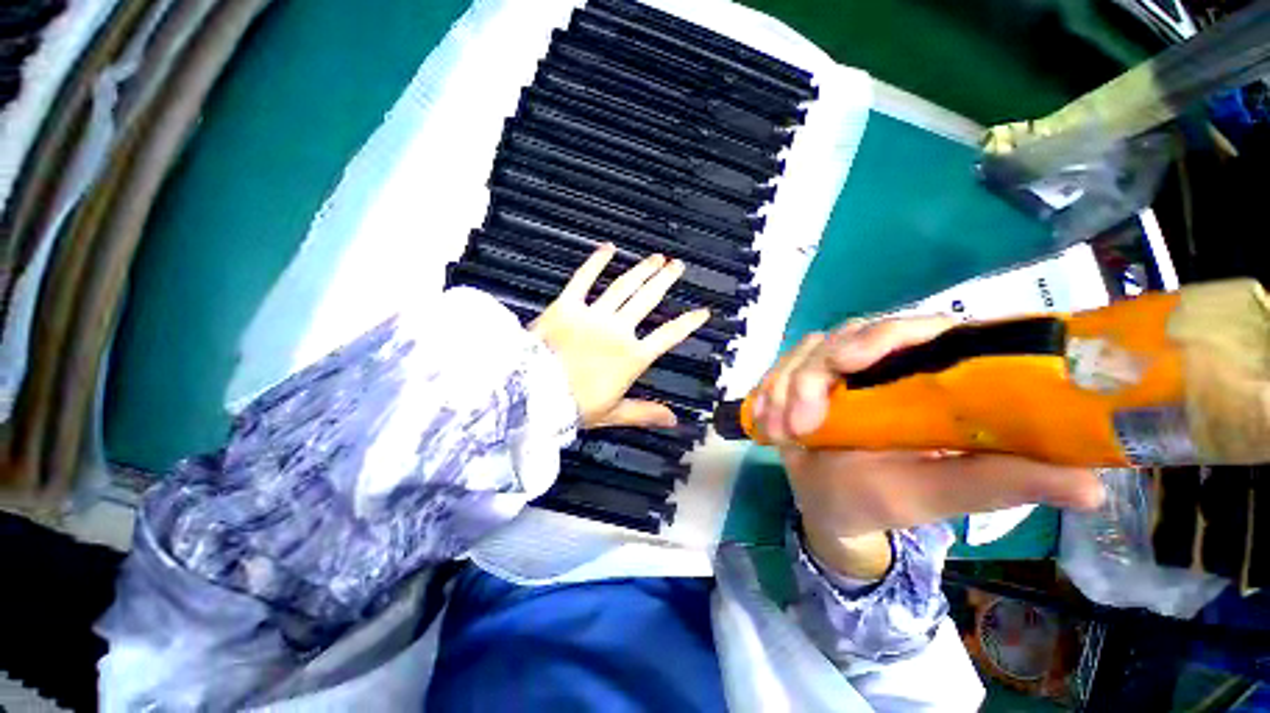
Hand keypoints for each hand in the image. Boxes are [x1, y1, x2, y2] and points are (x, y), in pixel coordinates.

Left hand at [531, 244, 709, 428]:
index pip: (669, 335)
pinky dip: (595, 262)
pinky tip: (607, 248)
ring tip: (656, 258)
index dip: (688, 323)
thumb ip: (645, 413)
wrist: (533, 394)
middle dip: (665, 281)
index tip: (702, 312)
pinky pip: (583, 279)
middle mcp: (618, 331)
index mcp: (632, 357)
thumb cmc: (574, 407)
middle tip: (678, 266)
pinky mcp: (567, 307)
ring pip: (624, 287)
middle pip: (648, 300)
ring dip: (642, 270)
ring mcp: (593, 316)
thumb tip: (672, 420)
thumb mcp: (613, 413)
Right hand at [756, 317, 1105, 576]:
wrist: (828, 502)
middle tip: (800, 424)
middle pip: (848, 335)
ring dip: (785, 388)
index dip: (885, 334)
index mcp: (930, 376)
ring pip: (807, 351)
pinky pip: (780, 367)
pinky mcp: (803, 374)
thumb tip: (1092, 485)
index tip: (850, 361)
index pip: (920, 329)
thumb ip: (1000, 484)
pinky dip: (766, 390)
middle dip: (814, 376)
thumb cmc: (884, 499)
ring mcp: (837, 366)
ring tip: (779, 432)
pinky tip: (763, 421)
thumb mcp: (937, 495)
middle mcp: (884, 361)